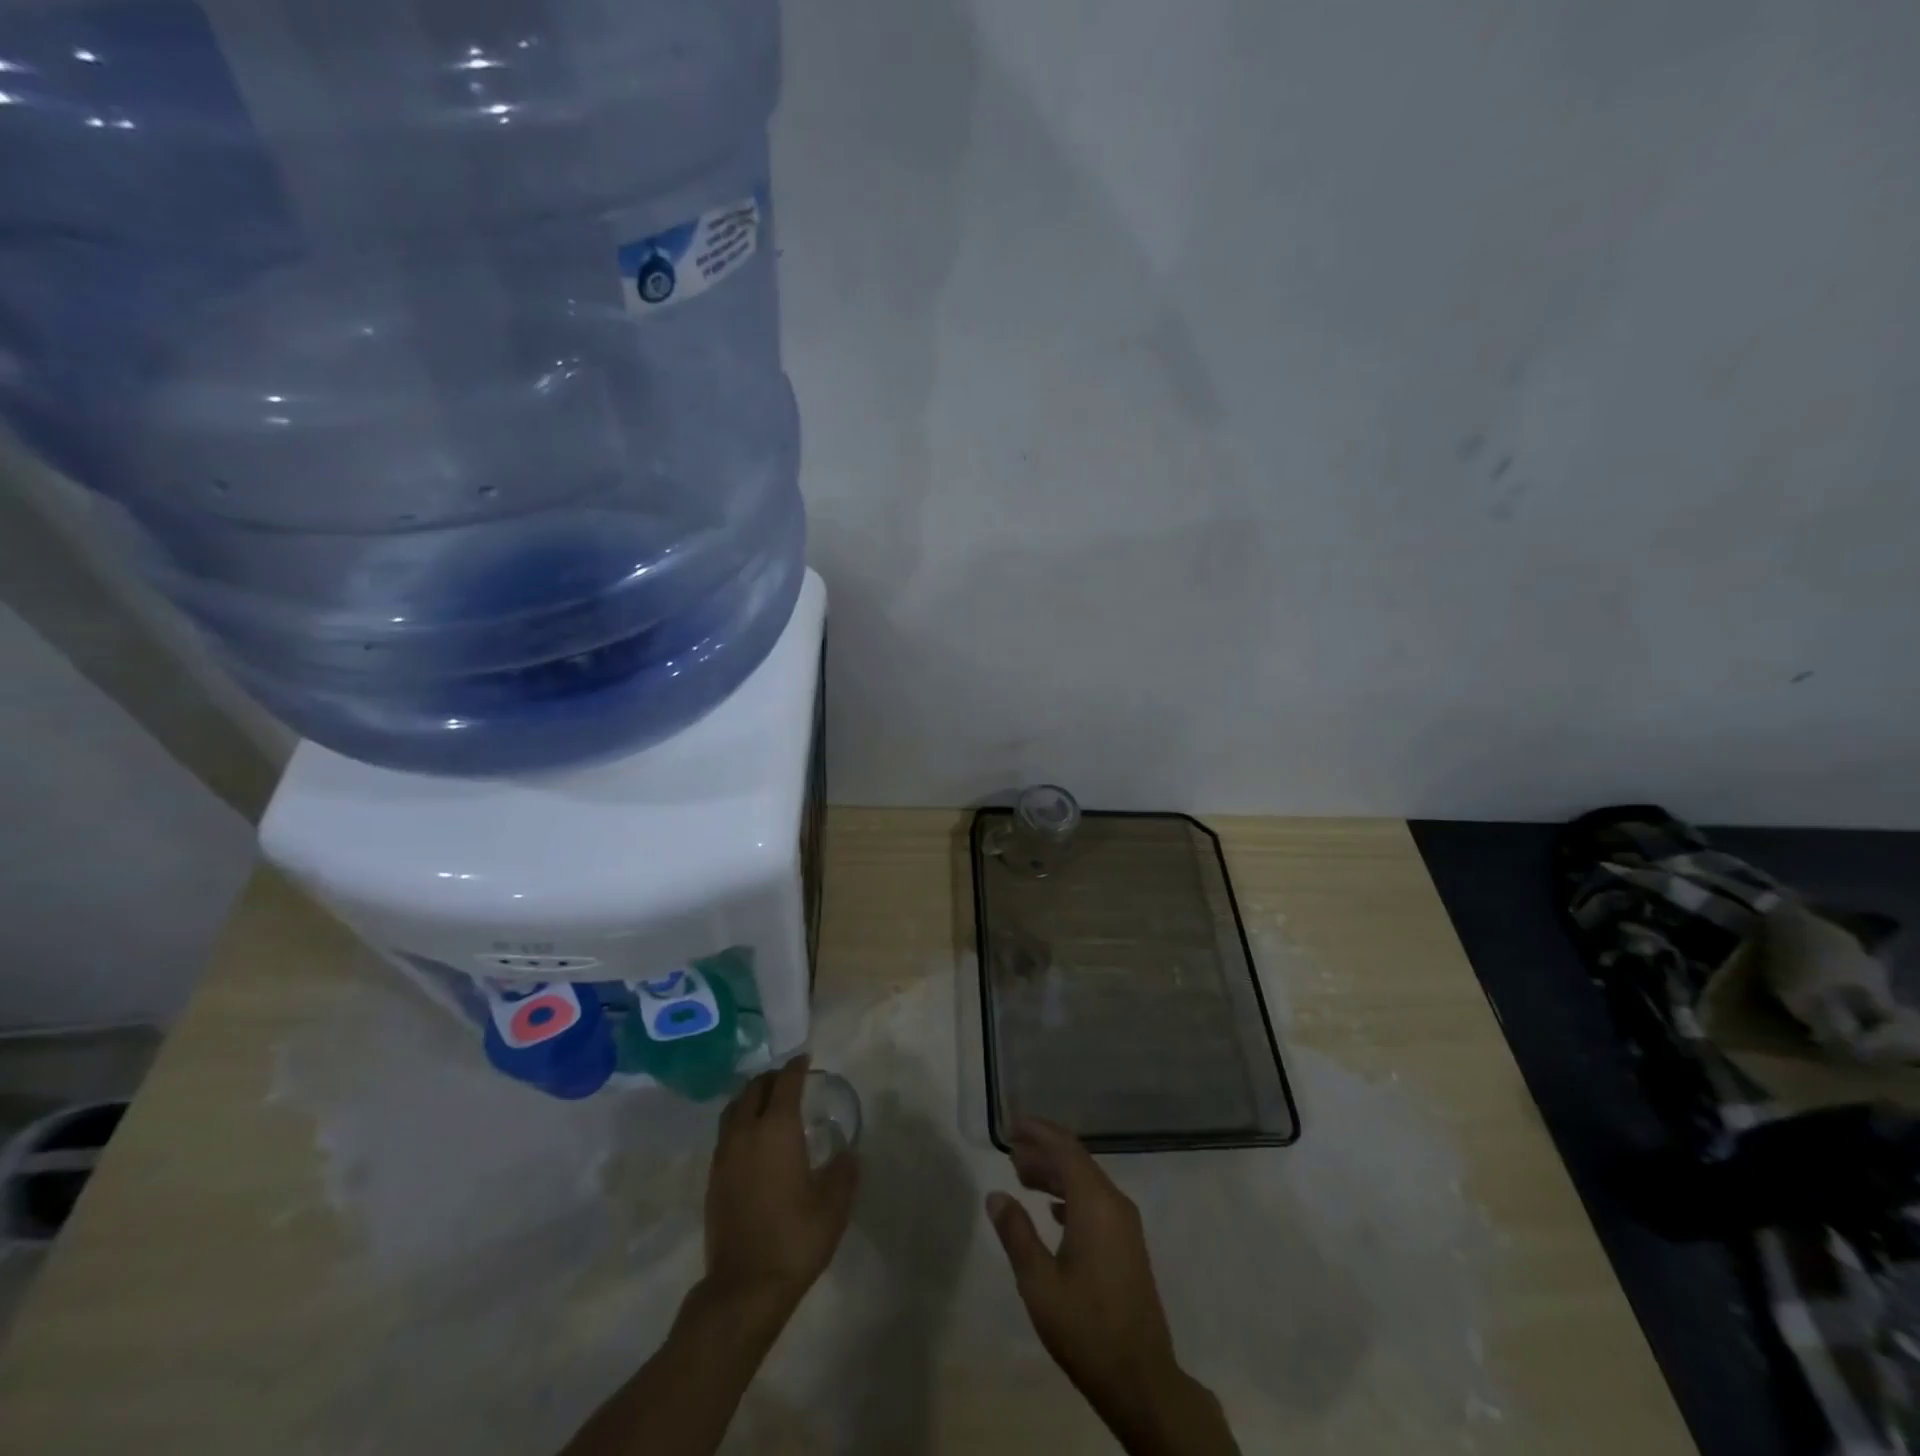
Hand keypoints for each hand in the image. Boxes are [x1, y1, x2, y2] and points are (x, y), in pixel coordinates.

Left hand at [703, 1055, 857, 1311]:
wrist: (744, 1288)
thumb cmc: (795, 1238)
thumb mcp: (834, 1203)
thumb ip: (844, 1170)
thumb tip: (848, 1153)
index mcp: (776, 1128)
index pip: (785, 1082)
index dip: (797, 1067)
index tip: (806, 1059)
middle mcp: (746, 1132)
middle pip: (754, 1089)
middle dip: (772, 1078)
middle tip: (789, 1080)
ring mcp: (724, 1155)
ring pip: (734, 1109)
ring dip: (751, 1098)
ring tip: (767, 1104)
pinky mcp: (713, 1178)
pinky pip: (726, 1133)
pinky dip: (739, 1122)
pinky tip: (753, 1140)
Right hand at [985, 1119, 1180, 1406]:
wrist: (1142, 1380)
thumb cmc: (1086, 1328)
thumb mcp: (1039, 1283)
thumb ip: (1016, 1233)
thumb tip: (996, 1195)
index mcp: (1095, 1203)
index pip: (1065, 1149)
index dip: (1038, 1132)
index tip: (1012, 1124)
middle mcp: (1114, 1203)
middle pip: (1076, 1160)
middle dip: (1043, 1150)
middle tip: (1010, 1149)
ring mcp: (1125, 1224)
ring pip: (1086, 1181)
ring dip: (1055, 1173)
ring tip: (1022, 1175)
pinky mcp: (1127, 1244)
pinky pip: (1095, 1201)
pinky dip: (1070, 1195)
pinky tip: (1052, 1209)